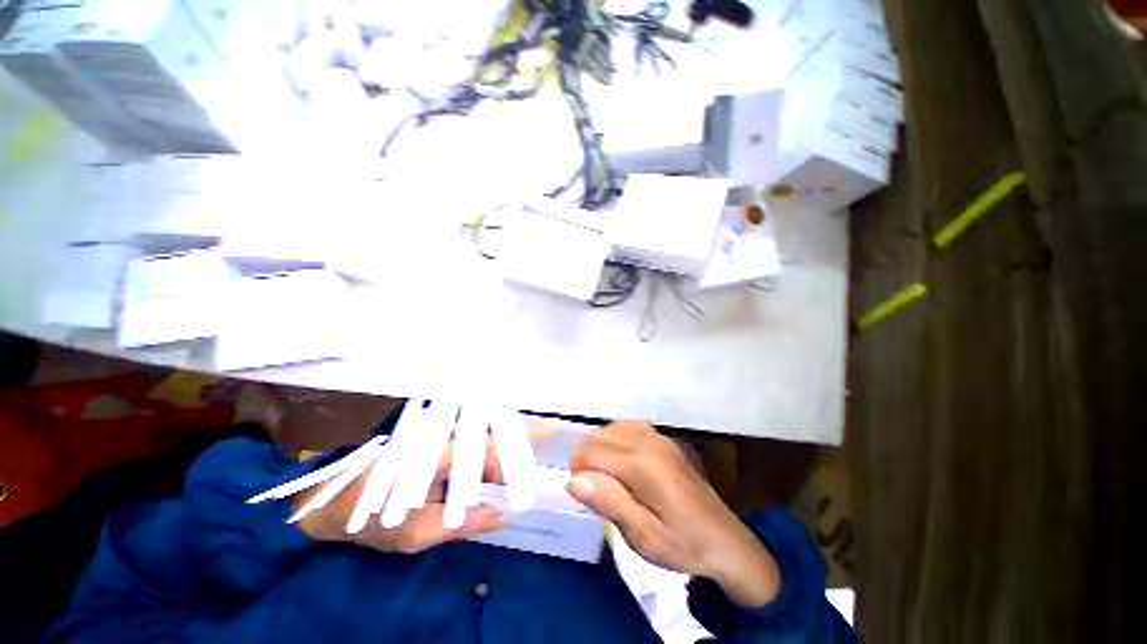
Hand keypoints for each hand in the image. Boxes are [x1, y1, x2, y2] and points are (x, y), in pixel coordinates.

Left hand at [295, 419, 555, 553]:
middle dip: (522, 430)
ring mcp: (435, 429)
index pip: (488, 449)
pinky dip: (492, 432)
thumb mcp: (412, 535)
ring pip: (482, 423)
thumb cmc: (368, 518)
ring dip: (509, 429)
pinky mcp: (432, 432)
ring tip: (536, 435)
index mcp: (436, 455)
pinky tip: (505, 441)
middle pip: (490, 426)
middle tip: (551, 432)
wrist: (328, 498)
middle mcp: (440, 433)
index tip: (548, 442)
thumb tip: (503, 514)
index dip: (518, 450)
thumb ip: (461, 524)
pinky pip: (470, 429)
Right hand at [567, 421, 780, 608]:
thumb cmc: (681, 544)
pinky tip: (619, 456)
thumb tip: (574, 478)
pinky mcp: (665, 440)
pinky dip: (615, 436)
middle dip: (586, 458)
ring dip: (599, 446)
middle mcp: (649, 442)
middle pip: (600, 437)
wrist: (725, 541)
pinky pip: (629, 425)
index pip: (593, 453)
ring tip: (602, 474)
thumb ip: (609, 502)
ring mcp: (659, 437)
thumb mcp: (643, 536)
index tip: (582, 494)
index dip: (578, 470)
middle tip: (591, 489)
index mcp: (643, 466)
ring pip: (612, 428)